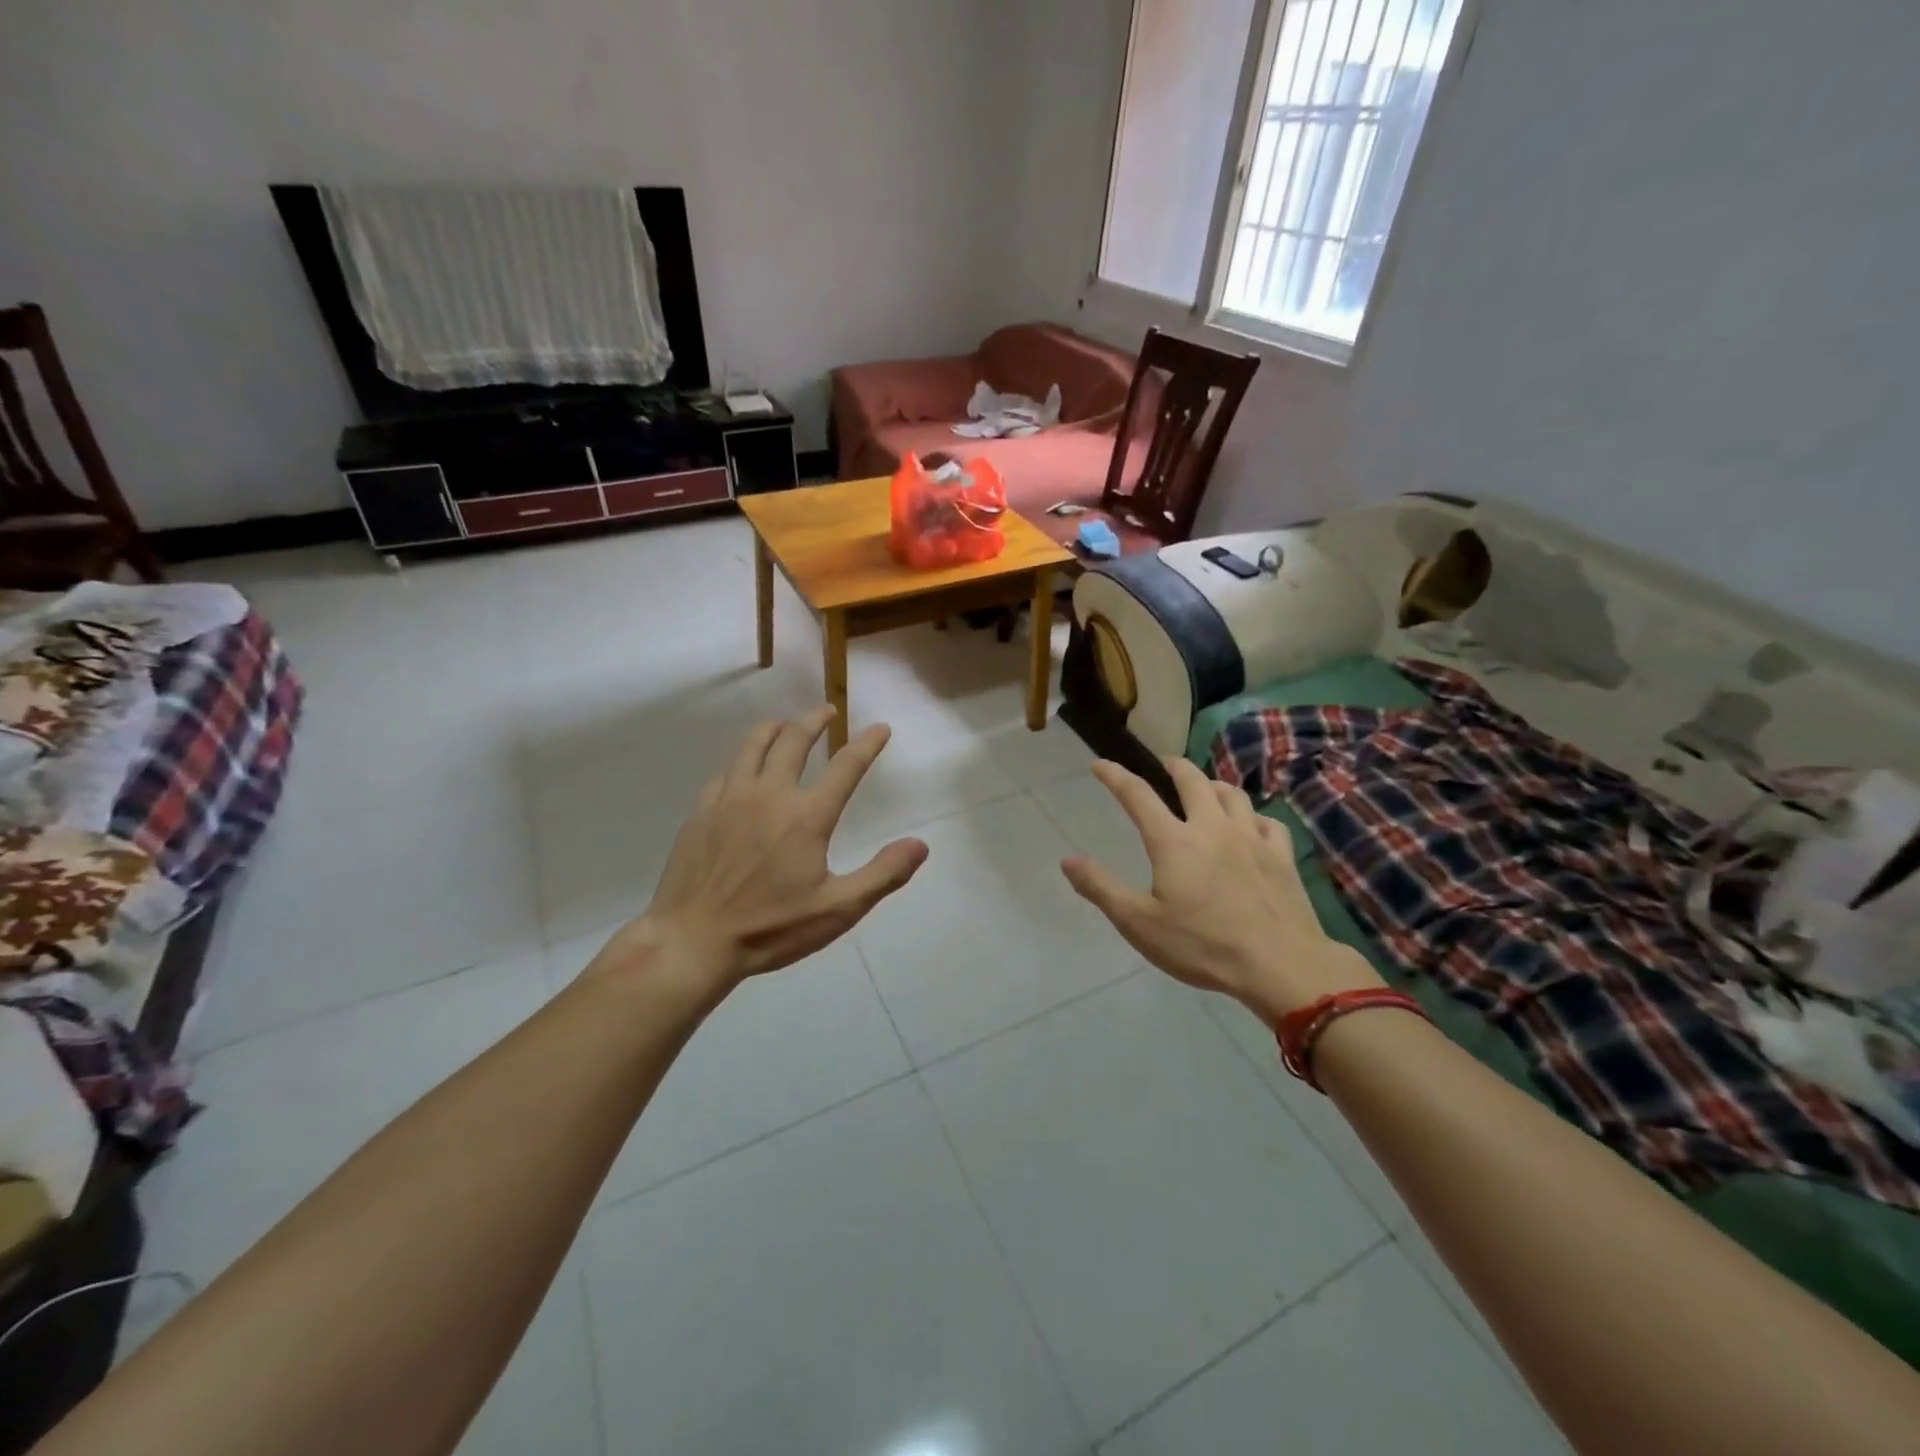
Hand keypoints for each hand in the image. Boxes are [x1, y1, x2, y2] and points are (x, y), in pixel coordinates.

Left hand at [602, 706, 927, 989]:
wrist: (693, 940)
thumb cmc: (771, 928)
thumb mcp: (838, 910)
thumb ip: (883, 874)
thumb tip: (920, 845)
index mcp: (807, 816)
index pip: (846, 765)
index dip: (868, 743)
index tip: (880, 728)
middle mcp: (770, 794)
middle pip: (795, 739)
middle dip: (815, 720)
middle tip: (828, 711)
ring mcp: (731, 798)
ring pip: (754, 744)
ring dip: (776, 727)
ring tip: (786, 722)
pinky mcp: (702, 809)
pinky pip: (727, 769)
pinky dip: (744, 757)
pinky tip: (745, 766)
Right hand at [1061, 757, 1381, 1023]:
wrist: (1280, 964)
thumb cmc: (1202, 945)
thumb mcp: (1139, 923)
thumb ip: (1101, 888)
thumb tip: (1067, 860)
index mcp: (1173, 841)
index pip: (1137, 795)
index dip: (1115, 776)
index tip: (1100, 764)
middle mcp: (1212, 827)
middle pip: (1192, 780)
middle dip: (1173, 766)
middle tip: (1163, 764)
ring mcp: (1252, 838)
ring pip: (1232, 794)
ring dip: (1214, 784)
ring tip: (1206, 788)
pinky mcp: (1282, 856)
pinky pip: (1268, 822)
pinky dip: (1253, 816)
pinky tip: (1251, 826)